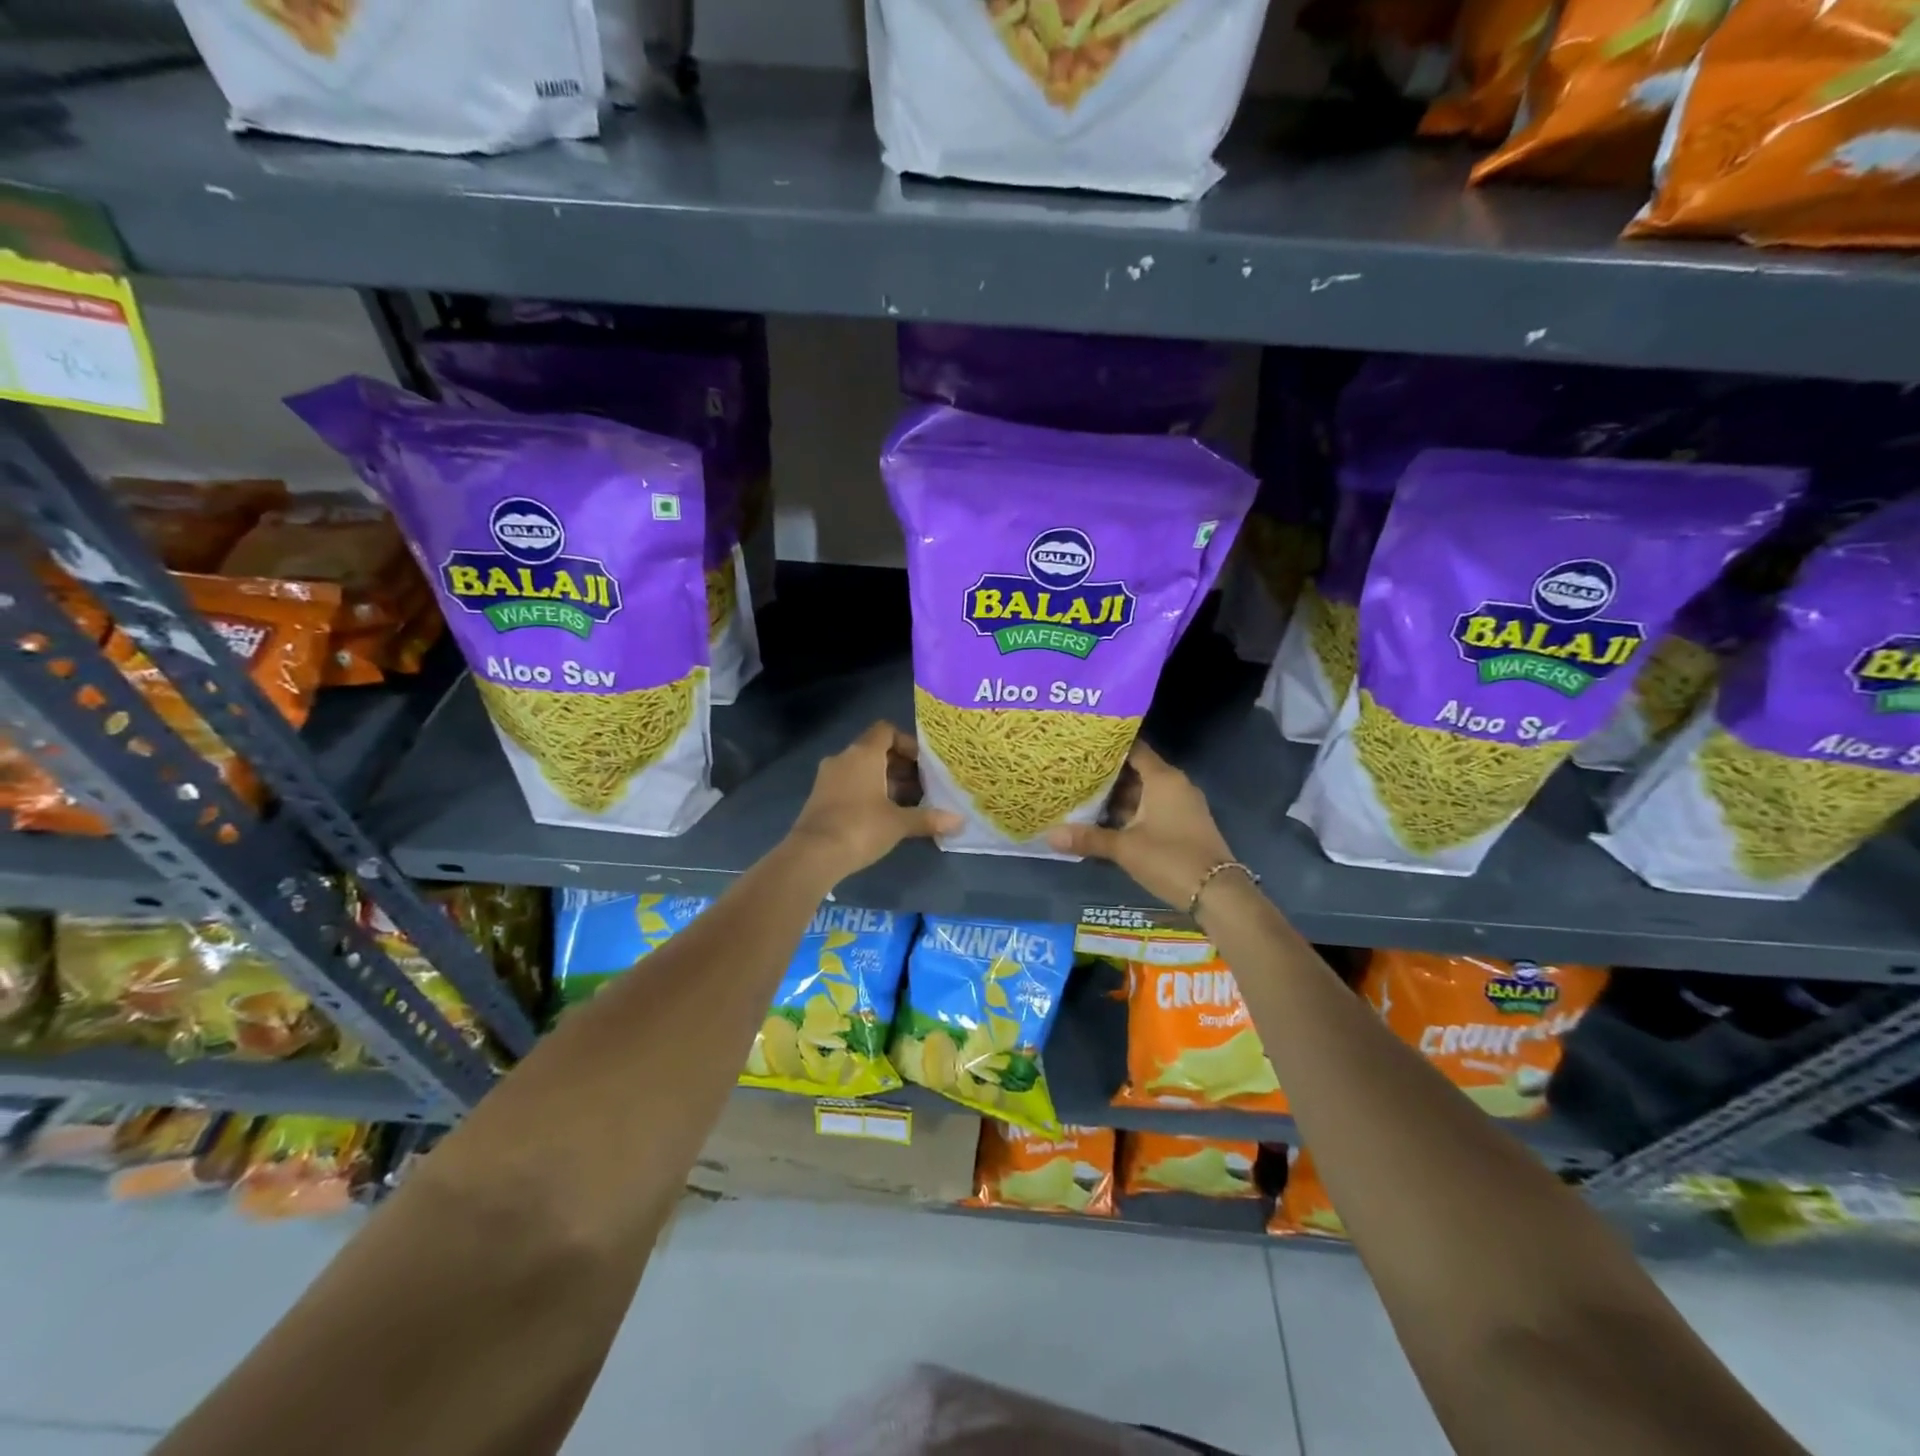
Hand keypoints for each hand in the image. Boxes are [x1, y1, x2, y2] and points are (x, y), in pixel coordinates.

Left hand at [786, 721, 959, 881]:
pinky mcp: (820, 797)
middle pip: (875, 750)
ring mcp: (828, 777)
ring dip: (885, 781)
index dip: (907, 743)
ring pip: (862, 769)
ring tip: (908, 803)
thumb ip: (928, 818)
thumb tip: (959, 821)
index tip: (923, 764)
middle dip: (900, 766)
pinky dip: (868, 792)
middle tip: (923, 786)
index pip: (886, 730)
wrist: (813, 854)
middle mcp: (843, 758)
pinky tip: (884, 815)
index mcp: (863, 754)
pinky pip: (849, 784)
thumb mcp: (899, 823)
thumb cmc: (861, 827)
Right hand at [1046, 740, 1236, 910]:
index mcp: (1163, 779)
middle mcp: (1175, 785)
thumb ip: (1088, 838)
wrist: (1218, 893)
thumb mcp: (1125, 849)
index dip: (1109, 746)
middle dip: (1107, 774)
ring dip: (1117, 796)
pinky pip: (1152, 808)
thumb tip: (1049, 835)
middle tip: (1074, 771)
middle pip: (1137, 770)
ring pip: (1144, 792)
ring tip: (1082, 794)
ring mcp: (1182, 806)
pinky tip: (1106, 819)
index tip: (1082, 745)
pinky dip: (1131, 811)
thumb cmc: (1170, 859)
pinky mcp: (1183, 824)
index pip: (1134, 749)